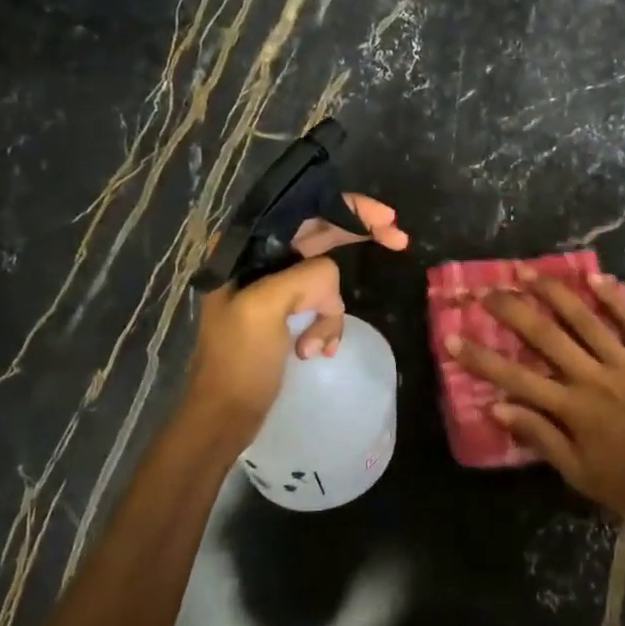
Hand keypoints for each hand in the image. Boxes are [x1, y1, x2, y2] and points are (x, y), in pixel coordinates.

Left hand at [182, 194, 407, 432]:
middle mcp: (260, 259)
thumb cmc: (238, 362)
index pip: (304, 210)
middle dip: (358, 238)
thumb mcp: (264, 308)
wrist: (225, 418)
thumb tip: (332, 280)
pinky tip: (317, 351)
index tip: (386, 219)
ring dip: (331, 310)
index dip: (347, 207)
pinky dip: (327, 326)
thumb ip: (305, 277)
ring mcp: (274, 286)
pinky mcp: (287, 312)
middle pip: (321, 234)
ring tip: (317, 345)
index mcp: (247, 249)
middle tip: (399, 240)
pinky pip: (323, 305)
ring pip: (326, 277)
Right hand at [448, 269, 624, 546]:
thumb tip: (497, 407)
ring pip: (586, 320)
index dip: (481, 358)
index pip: (515, 378)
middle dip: (513, 311)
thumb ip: (540, 437)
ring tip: (532, 273)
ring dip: (557, 294)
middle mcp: (594, 378)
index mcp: (572, 409)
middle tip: (489, 291)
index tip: (452, 337)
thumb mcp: (579, 474)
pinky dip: (616, 299)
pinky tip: (596, 278)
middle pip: (546, 336)